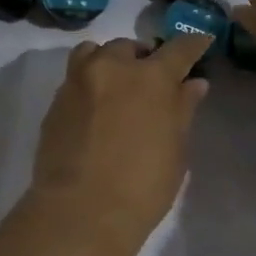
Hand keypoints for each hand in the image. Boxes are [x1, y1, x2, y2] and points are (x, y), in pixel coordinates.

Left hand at [30, 34, 214, 238]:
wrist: (81, 212)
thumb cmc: (143, 185)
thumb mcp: (175, 149)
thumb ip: (182, 109)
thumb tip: (193, 84)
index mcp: (151, 77)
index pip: (179, 49)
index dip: (193, 44)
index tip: (200, 43)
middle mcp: (112, 68)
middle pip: (130, 47)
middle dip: (143, 57)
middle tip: (151, 80)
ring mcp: (78, 82)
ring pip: (94, 53)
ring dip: (110, 61)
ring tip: (117, 84)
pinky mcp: (55, 102)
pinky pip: (75, 78)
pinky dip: (89, 83)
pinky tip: (96, 108)